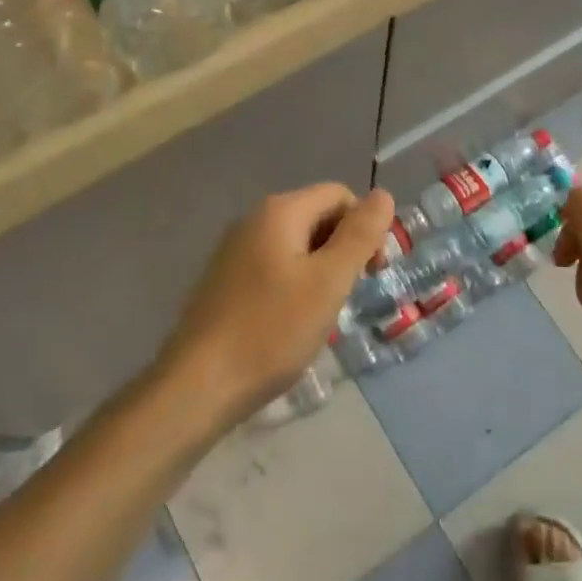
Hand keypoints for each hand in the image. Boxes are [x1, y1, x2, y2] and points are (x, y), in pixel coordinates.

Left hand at [161, 184, 394, 426]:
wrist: (198, 386)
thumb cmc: (272, 330)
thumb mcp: (329, 281)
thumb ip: (359, 235)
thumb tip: (383, 194)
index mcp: (280, 211)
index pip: (340, 195)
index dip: (364, 227)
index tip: (371, 272)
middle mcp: (254, 219)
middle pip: (318, 216)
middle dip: (343, 249)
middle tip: (348, 295)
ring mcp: (235, 250)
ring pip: (297, 245)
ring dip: (321, 270)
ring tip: (322, 314)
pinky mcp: (226, 280)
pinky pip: (275, 266)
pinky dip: (295, 284)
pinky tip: (292, 322)